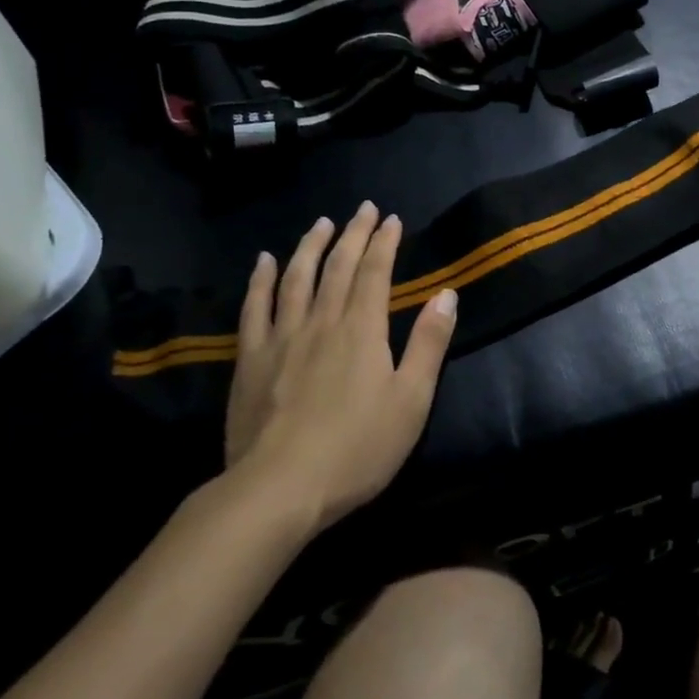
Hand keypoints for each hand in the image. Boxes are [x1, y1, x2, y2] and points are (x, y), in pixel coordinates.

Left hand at [223, 202, 456, 530]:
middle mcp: (322, 321)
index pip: (375, 272)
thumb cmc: (357, 448)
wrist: (279, 489)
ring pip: (296, 278)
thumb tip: (446, 294)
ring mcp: (282, 338)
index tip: (391, 219)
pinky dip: (260, 280)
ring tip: (321, 223)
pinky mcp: (251, 360)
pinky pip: (254, 308)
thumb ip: (429, 344)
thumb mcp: (411, 400)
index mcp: (362, 330)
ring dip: (310, 246)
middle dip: (353, 234)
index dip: (384, 242)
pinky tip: (264, 261)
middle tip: (362, 209)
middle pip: (338, 266)